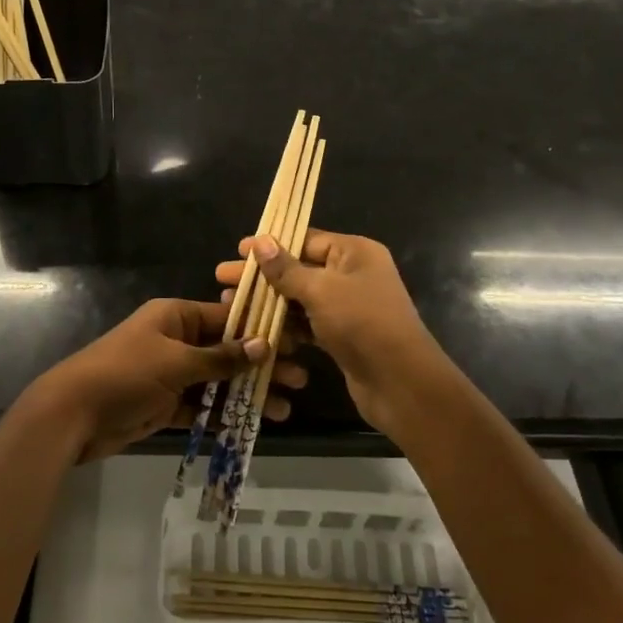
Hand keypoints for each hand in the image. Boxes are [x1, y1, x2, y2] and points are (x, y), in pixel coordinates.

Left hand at [35, 298, 308, 461]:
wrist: (72, 415)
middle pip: (227, 351)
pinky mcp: (165, 404)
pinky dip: (223, 415)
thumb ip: (220, 357)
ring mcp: (170, 374)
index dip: (261, 330)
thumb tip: (263, 345)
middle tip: (299, 380)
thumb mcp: (175, 362)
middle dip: (261, 366)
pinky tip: (252, 423)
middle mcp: (176, 340)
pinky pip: (201, 407)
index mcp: (176, 316)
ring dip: (248, 394)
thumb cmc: (125, 374)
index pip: (227, 318)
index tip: (294, 344)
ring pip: (218, 382)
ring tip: (283, 409)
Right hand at [215, 230, 442, 438]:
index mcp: (354, 252)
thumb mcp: (321, 290)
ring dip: (267, 301)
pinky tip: (255, 328)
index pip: (306, 239)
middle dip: (262, 275)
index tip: (238, 251)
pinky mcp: (341, 335)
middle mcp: (352, 274)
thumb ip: (287, 269)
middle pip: (299, 268)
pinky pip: (306, 323)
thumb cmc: (362, 323)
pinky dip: (283, 325)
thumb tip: (260, 241)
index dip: (271, 244)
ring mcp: (347, 307)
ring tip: (229, 303)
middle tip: (222, 278)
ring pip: (300, 298)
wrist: (400, 383)